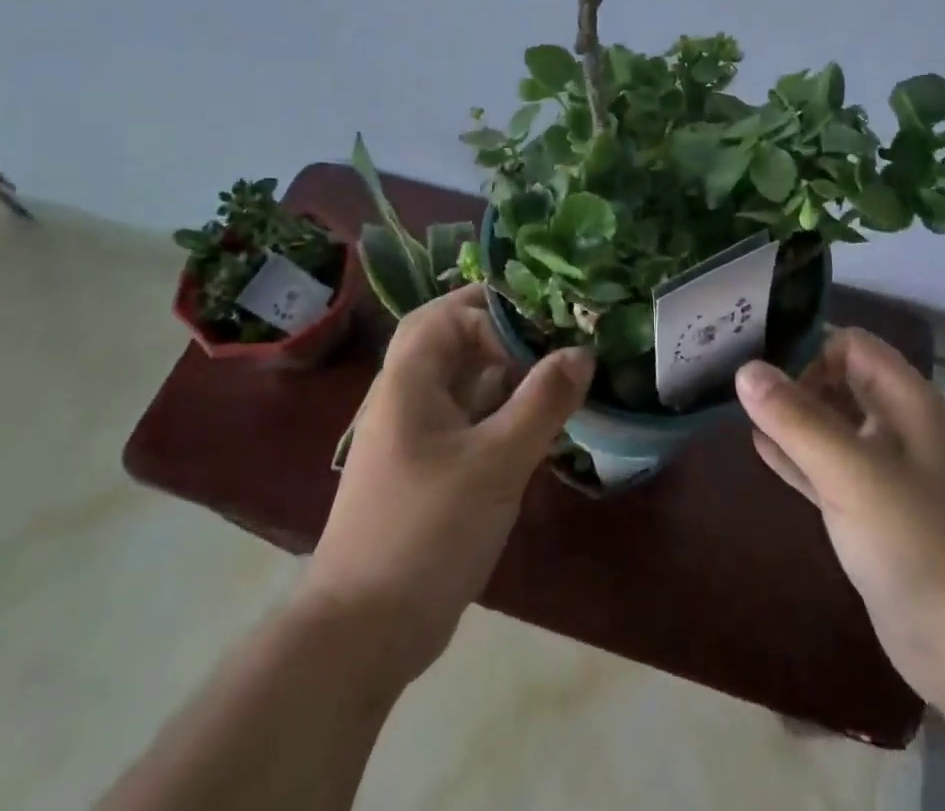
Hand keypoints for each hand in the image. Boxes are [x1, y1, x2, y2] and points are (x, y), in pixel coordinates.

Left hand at [301, 283, 593, 686]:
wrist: (363, 632)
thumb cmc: (427, 531)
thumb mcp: (496, 462)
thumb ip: (542, 402)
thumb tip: (582, 351)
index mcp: (408, 380)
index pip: (448, 314)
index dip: (495, 312)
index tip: (543, 330)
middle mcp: (405, 396)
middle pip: (451, 340)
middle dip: (499, 332)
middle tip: (549, 336)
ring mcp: (413, 434)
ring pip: (460, 380)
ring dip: (502, 371)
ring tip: (554, 372)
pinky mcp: (426, 467)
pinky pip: (465, 417)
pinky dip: (498, 408)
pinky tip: (535, 421)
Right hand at [736, 329, 944, 709]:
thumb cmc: (920, 544)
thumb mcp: (852, 474)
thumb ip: (797, 420)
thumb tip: (745, 368)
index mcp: (907, 402)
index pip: (851, 346)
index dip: (810, 350)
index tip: (763, 371)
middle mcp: (898, 428)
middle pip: (840, 381)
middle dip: (793, 378)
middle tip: (738, 383)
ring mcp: (886, 474)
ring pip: (830, 426)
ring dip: (790, 417)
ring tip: (737, 407)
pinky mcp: (872, 516)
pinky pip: (826, 469)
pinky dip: (796, 456)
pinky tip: (758, 448)